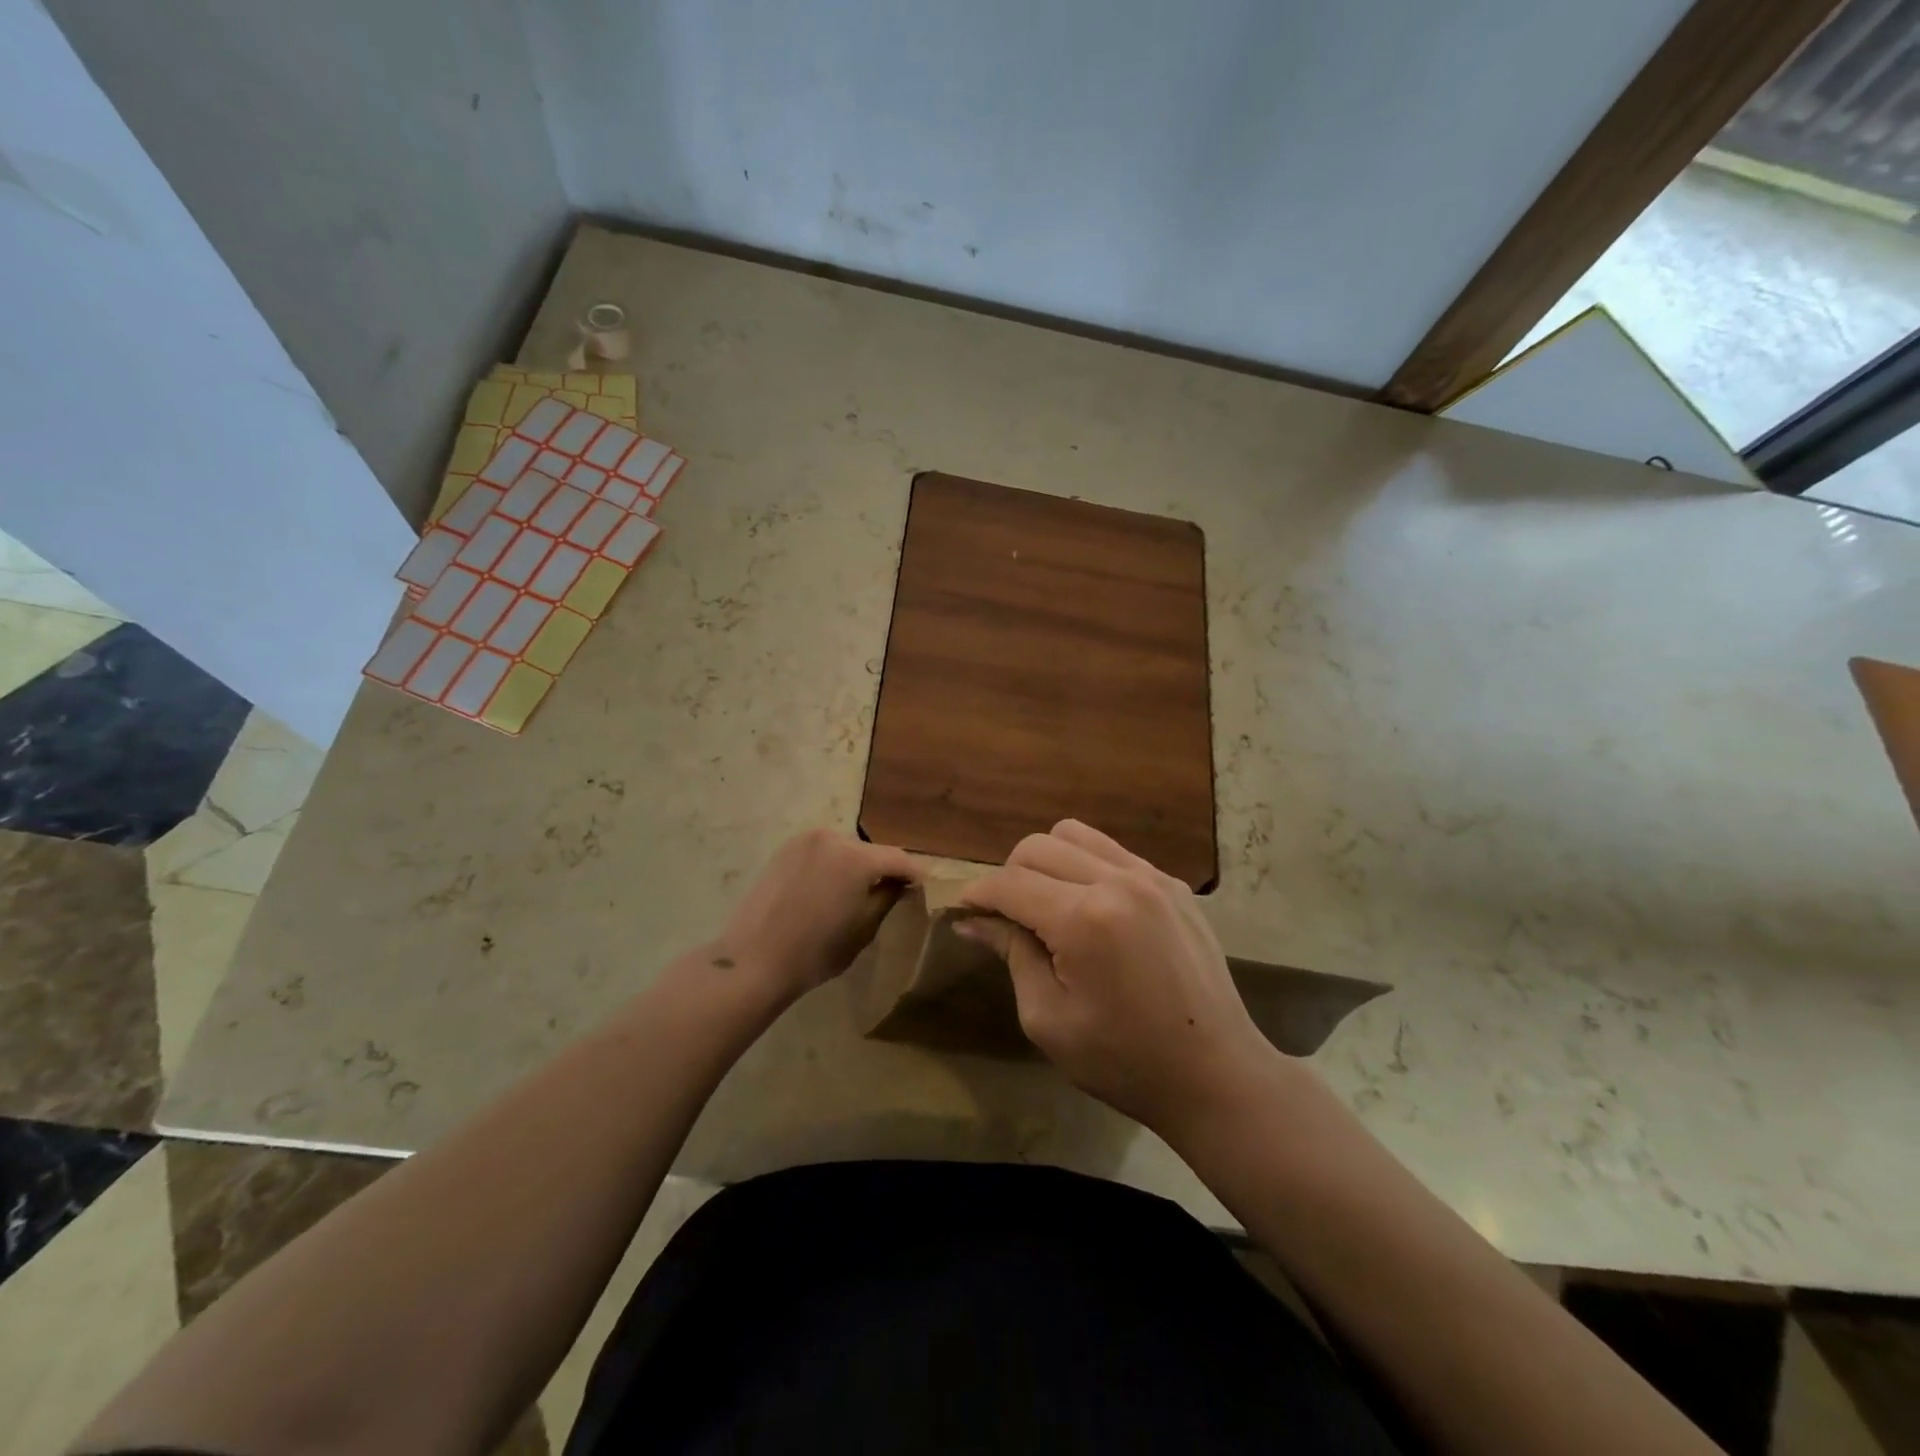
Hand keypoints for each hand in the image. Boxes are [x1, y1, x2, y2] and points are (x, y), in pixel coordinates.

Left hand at [712, 829, 920, 1003]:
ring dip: (855, 866)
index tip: (923, 888)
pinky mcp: (784, 850)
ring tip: (856, 892)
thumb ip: (888, 897)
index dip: (915, 874)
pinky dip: (831, 865)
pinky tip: (828, 890)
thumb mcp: (864, 929)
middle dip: (883, 869)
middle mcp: (833, 837)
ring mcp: (805, 840)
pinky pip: (821, 853)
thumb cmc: (816, 951)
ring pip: (845, 849)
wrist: (754, 960)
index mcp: (857, 857)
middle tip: (890, 892)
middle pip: (870, 851)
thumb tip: (901, 883)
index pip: (899, 859)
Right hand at [956, 820, 1276, 1132]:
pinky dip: (1084, 866)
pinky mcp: (1172, 884)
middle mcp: (1118, 881)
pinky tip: (1088, 907)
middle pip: (1037, 846)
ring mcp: (1151, 877)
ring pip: (1074, 835)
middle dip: (1008, 876)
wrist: (1215, 1074)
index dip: (977, 894)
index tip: (962, 911)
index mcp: (1084, 919)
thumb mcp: (1048, 1018)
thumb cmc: (1123, 1061)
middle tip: (1006, 917)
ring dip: (1046, 862)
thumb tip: (973, 919)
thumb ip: (1011, 954)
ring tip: (1046, 904)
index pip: (1009, 883)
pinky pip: (1111, 851)